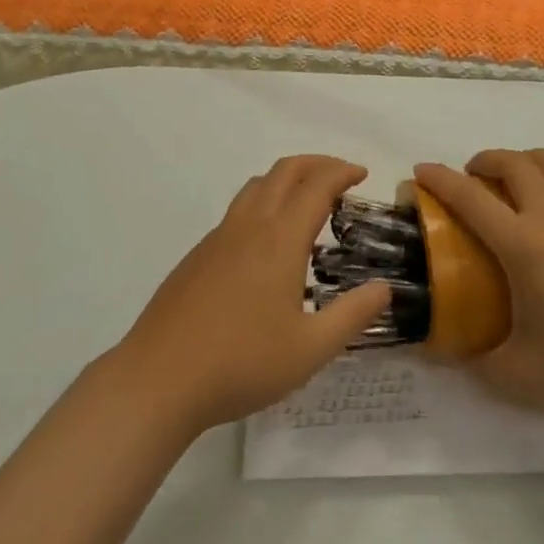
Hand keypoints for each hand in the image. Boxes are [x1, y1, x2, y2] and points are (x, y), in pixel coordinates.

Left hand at [111, 156, 391, 433]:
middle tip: (340, 176)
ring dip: (286, 179)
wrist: (159, 380)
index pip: (317, 185)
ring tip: (306, 201)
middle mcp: (249, 225)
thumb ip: (352, 315)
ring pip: (256, 186)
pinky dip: (263, 203)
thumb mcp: (310, 349)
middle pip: (284, 171)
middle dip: (316, 164)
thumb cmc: (241, 363)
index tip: (362, 174)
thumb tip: (385, 287)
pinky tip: (267, 244)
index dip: (342, 172)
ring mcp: (218, 237)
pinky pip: (237, 211)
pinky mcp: (197, 255)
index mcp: (280, 239)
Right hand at [414, 150, 543, 423]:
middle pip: (513, 163)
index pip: (469, 198)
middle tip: (475, 180)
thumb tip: (444, 353)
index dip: (439, 179)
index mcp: (524, 245)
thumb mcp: (520, 375)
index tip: (421, 171)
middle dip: (484, 161)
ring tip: (521, 180)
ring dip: (528, 160)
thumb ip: (476, 361)